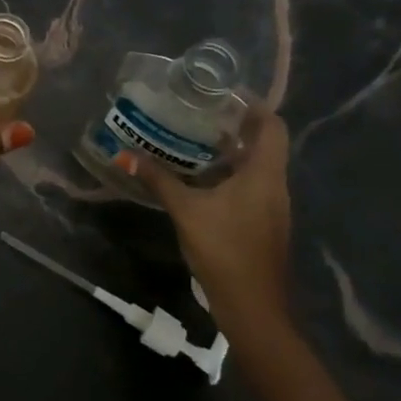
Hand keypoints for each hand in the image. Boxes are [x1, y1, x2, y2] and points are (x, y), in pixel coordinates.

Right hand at [122, 106, 292, 339]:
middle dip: (235, 123)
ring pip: (256, 165)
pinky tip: (199, 176)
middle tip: (198, 110)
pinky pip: (250, 184)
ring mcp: (271, 206)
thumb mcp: (186, 211)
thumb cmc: (224, 250)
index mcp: (264, 175)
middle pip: (264, 142)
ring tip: (193, 136)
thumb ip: (158, 179)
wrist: (253, 308)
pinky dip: (229, 172)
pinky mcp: (263, 222)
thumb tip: (126, 154)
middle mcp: (274, 185)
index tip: (221, 92)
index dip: (252, 104)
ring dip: (230, 149)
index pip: (272, 126)